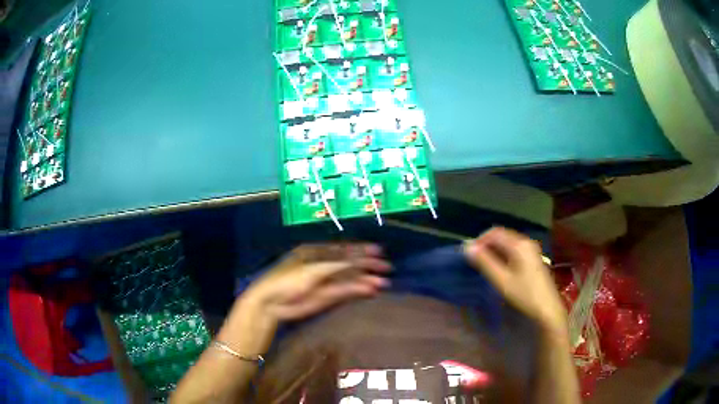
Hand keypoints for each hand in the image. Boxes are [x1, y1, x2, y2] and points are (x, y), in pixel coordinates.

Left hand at [241, 243, 390, 323]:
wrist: (272, 303)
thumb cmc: (287, 279)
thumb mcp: (312, 269)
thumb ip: (336, 265)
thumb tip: (359, 261)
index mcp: (316, 252)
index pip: (342, 249)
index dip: (361, 250)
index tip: (378, 251)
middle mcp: (322, 264)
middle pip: (348, 263)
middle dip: (367, 264)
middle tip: (386, 266)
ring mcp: (324, 281)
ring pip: (348, 278)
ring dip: (365, 279)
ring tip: (383, 282)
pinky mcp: (326, 297)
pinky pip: (345, 291)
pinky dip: (358, 290)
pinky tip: (370, 289)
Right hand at [463, 227, 566, 336]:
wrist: (547, 308)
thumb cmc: (524, 294)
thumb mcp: (502, 280)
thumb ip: (485, 262)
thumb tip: (468, 247)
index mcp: (519, 245)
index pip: (495, 233)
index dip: (479, 240)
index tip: (468, 254)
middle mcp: (526, 242)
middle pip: (502, 235)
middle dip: (486, 244)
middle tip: (474, 260)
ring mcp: (531, 250)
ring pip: (508, 242)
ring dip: (494, 249)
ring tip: (483, 264)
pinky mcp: (533, 258)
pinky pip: (514, 249)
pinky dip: (503, 254)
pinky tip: (499, 267)